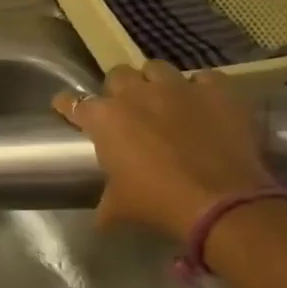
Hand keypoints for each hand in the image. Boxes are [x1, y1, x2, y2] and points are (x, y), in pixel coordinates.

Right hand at [55, 62, 273, 238]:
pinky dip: (201, 88)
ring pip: (156, 68)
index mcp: (104, 119)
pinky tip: (203, 103)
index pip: (73, 102)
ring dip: (155, 81)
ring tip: (162, 99)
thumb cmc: (156, 201)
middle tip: (125, 107)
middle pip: (117, 75)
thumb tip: (101, 219)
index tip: (67, 109)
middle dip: (118, 88)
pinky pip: (204, 78)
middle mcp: (135, 94)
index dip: (68, 105)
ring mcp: (177, 88)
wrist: (219, 201)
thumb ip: (105, 202)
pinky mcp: (216, 91)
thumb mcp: (119, 206)